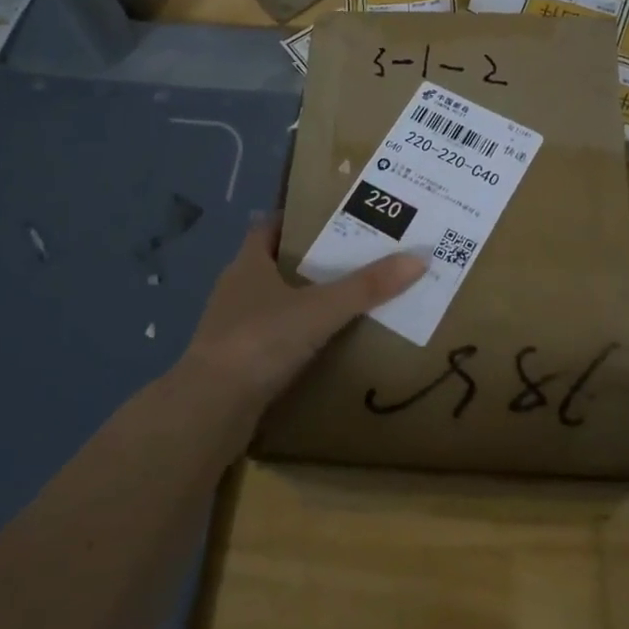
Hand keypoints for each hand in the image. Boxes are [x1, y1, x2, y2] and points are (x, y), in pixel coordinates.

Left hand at [180, 218, 425, 407]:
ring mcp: (232, 328)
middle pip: (274, 264)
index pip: (268, 227)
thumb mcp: (320, 309)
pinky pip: (271, 339)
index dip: (296, 220)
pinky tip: (322, 346)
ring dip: (301, 301)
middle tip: (353, 258)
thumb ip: (366, 287)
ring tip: (345, 301)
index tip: (331, 219)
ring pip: (272, 303)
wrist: (210, 410)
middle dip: (309, 261)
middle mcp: (236, 290)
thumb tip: (418, 257)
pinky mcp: (235, 363)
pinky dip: (294, 338)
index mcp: (247, 264)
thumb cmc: (260, 341)